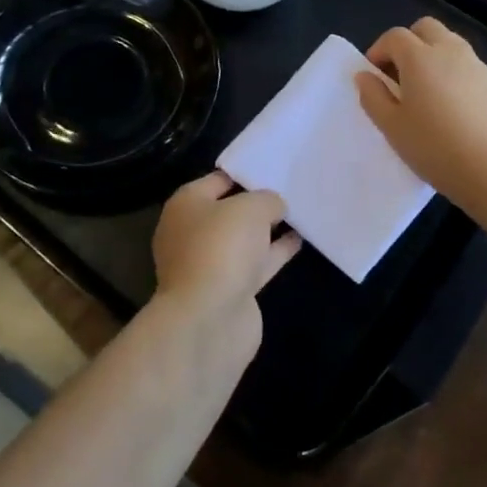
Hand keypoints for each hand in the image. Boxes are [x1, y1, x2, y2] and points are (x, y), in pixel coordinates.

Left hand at [151, 172, 301, 346]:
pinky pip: (256, 263)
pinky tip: (299, 240)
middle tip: (290, 189)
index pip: (218, 179)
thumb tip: (274, 206)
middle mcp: (192, 232)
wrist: (210, 319)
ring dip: (267, 229)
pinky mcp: (229, 290)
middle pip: (230, 210)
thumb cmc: (222, 247)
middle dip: (257, 203)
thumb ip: (267, 199)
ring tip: (300, 212)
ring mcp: (210, 264)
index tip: (274, 167)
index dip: (246, 172)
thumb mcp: (251, 207)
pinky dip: (274, 252)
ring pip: (244, 239)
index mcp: (186, 205)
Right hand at [356, 17, 486, 214]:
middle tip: (399, 74)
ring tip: (425, 88)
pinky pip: (466, 63)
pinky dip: (452, 70)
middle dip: (408, 42)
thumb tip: (365, 75)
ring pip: (449, 41)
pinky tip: (450, 103)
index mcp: (420, 57)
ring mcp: (475, 65)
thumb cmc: (433, 147)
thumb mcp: (391, 126)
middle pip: (425, 28)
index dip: (379, 50)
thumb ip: (373, 96)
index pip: (394, 36)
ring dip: (432, 53)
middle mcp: (449, 51)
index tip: (374, 75)